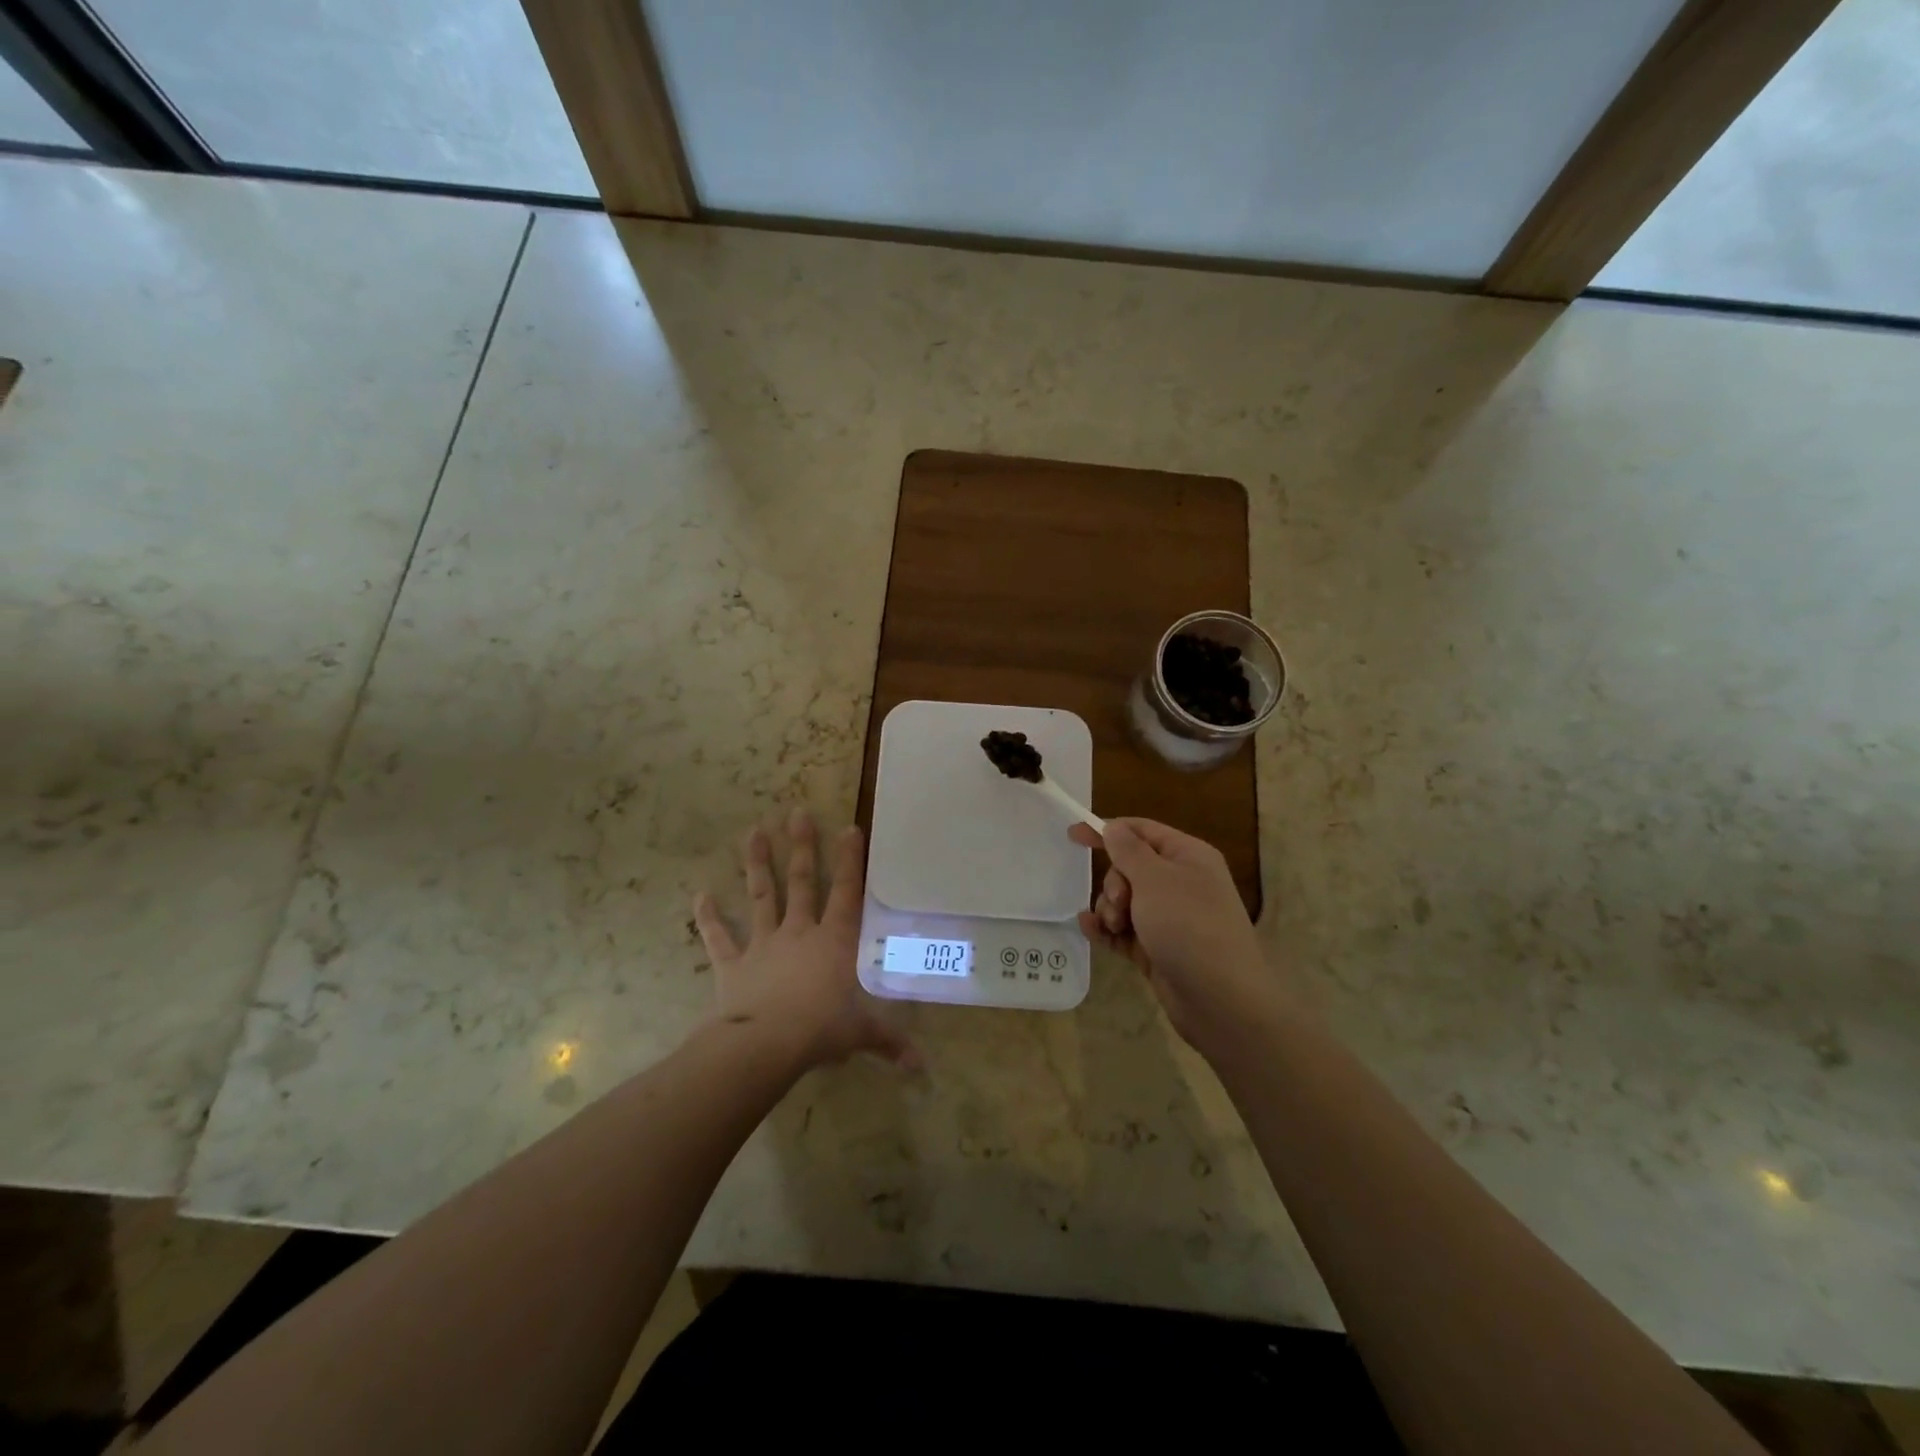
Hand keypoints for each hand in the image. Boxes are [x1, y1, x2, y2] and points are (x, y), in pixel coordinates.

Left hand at [694, 812, 915, 1072]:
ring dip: (757, 865)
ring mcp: (763, 944)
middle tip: (796, 812)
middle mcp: (799, 933)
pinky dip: (709, 918)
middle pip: (801, 882)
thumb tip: (923, 1068)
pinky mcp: (733, 964)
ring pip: (761, 897)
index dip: (850, 861)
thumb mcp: (861, 1034)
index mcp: (834, 942)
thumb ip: (890, 1042)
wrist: (764, 1045)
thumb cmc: (820, 1030)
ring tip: (752, 832)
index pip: (846, 893)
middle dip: (801, 847)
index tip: (849, 827)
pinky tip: (699, 896)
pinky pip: (719, 938)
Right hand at [1070, 818, 1286, 1057]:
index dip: (1108, 830)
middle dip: (1113, 882)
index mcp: (1188, 856)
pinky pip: (1124, 930)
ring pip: (1124, 900)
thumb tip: (1114, 827)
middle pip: (1129, 867)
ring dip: (1109, 909)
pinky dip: (1107, 929)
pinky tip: (1090, 930)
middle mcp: (1180, 883)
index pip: (1142, 831)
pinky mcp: (1158, 948)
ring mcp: (1170, 918)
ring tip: (1115, 926)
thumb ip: (1128, 850)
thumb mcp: (1155, 879)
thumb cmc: (1189, 926)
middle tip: (1119, 902)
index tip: (1073, 835)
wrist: (1221, 1000)